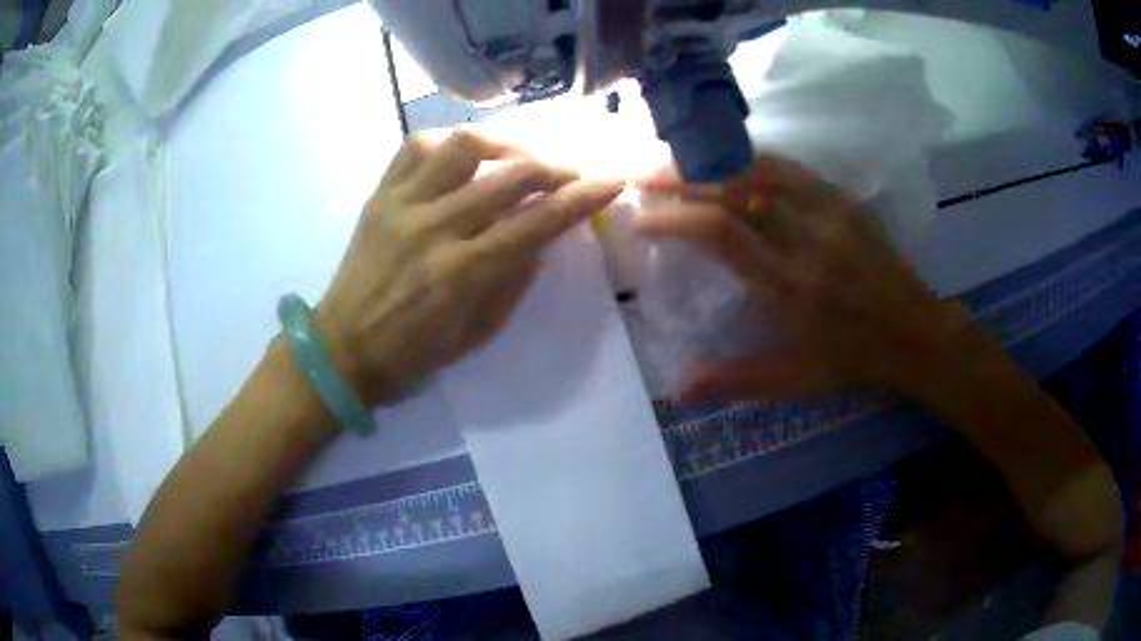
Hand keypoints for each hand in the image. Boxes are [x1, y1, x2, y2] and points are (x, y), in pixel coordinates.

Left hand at [316, 128, 623, 404]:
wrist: (342, 348)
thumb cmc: (413, 353)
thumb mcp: (477, 333)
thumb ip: (514, 281)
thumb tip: (542, 236)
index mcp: (462, 273)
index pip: (538, 222)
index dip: (583, 198)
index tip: (612, 180)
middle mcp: (435, 228)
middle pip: (510, 176)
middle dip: (556, 166)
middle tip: (573, 169)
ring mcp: (402, 204)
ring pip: (463, 145)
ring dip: (506, 141)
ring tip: (521, 152)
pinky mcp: (379, 195)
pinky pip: (415, 146)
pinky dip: (449, 139)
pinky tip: (466, 151)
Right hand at [638, 155, 967, 399]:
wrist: (913, 332)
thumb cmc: (852, 360)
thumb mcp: (795, 381)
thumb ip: (736, 380)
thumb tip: (680, 387)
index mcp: (791, 285)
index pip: (723, 233)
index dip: (676, 218)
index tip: (642, 219)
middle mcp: (807, 239)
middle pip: (736, 190)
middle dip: (682, 179)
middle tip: (645, 177)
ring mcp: (829, 212)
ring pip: (761, 170)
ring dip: (715, 164)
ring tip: (682, 166)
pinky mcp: (843, 200)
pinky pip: (790, 170)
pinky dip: (752, 163)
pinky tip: (732, 166)